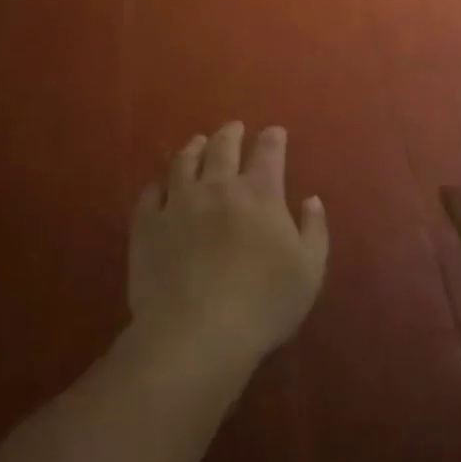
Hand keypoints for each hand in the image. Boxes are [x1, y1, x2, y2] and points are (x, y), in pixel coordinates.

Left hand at [128, 123, 327, 368]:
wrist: (196, 333)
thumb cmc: (262, 305)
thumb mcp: (309, 271)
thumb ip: (314, 230)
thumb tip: (311, 199)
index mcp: (259, 193)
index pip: (268, 152)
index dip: (273, 138)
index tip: (275, 132)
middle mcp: (217, 187)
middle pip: (223, 146)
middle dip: (231, 132)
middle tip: (234, 128)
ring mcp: (178, 203)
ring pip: (184, 161)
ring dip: (194, 148)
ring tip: (198, 143)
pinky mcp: (147, 224)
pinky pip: (151, 192)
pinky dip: (160, 184)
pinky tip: (163, 186)